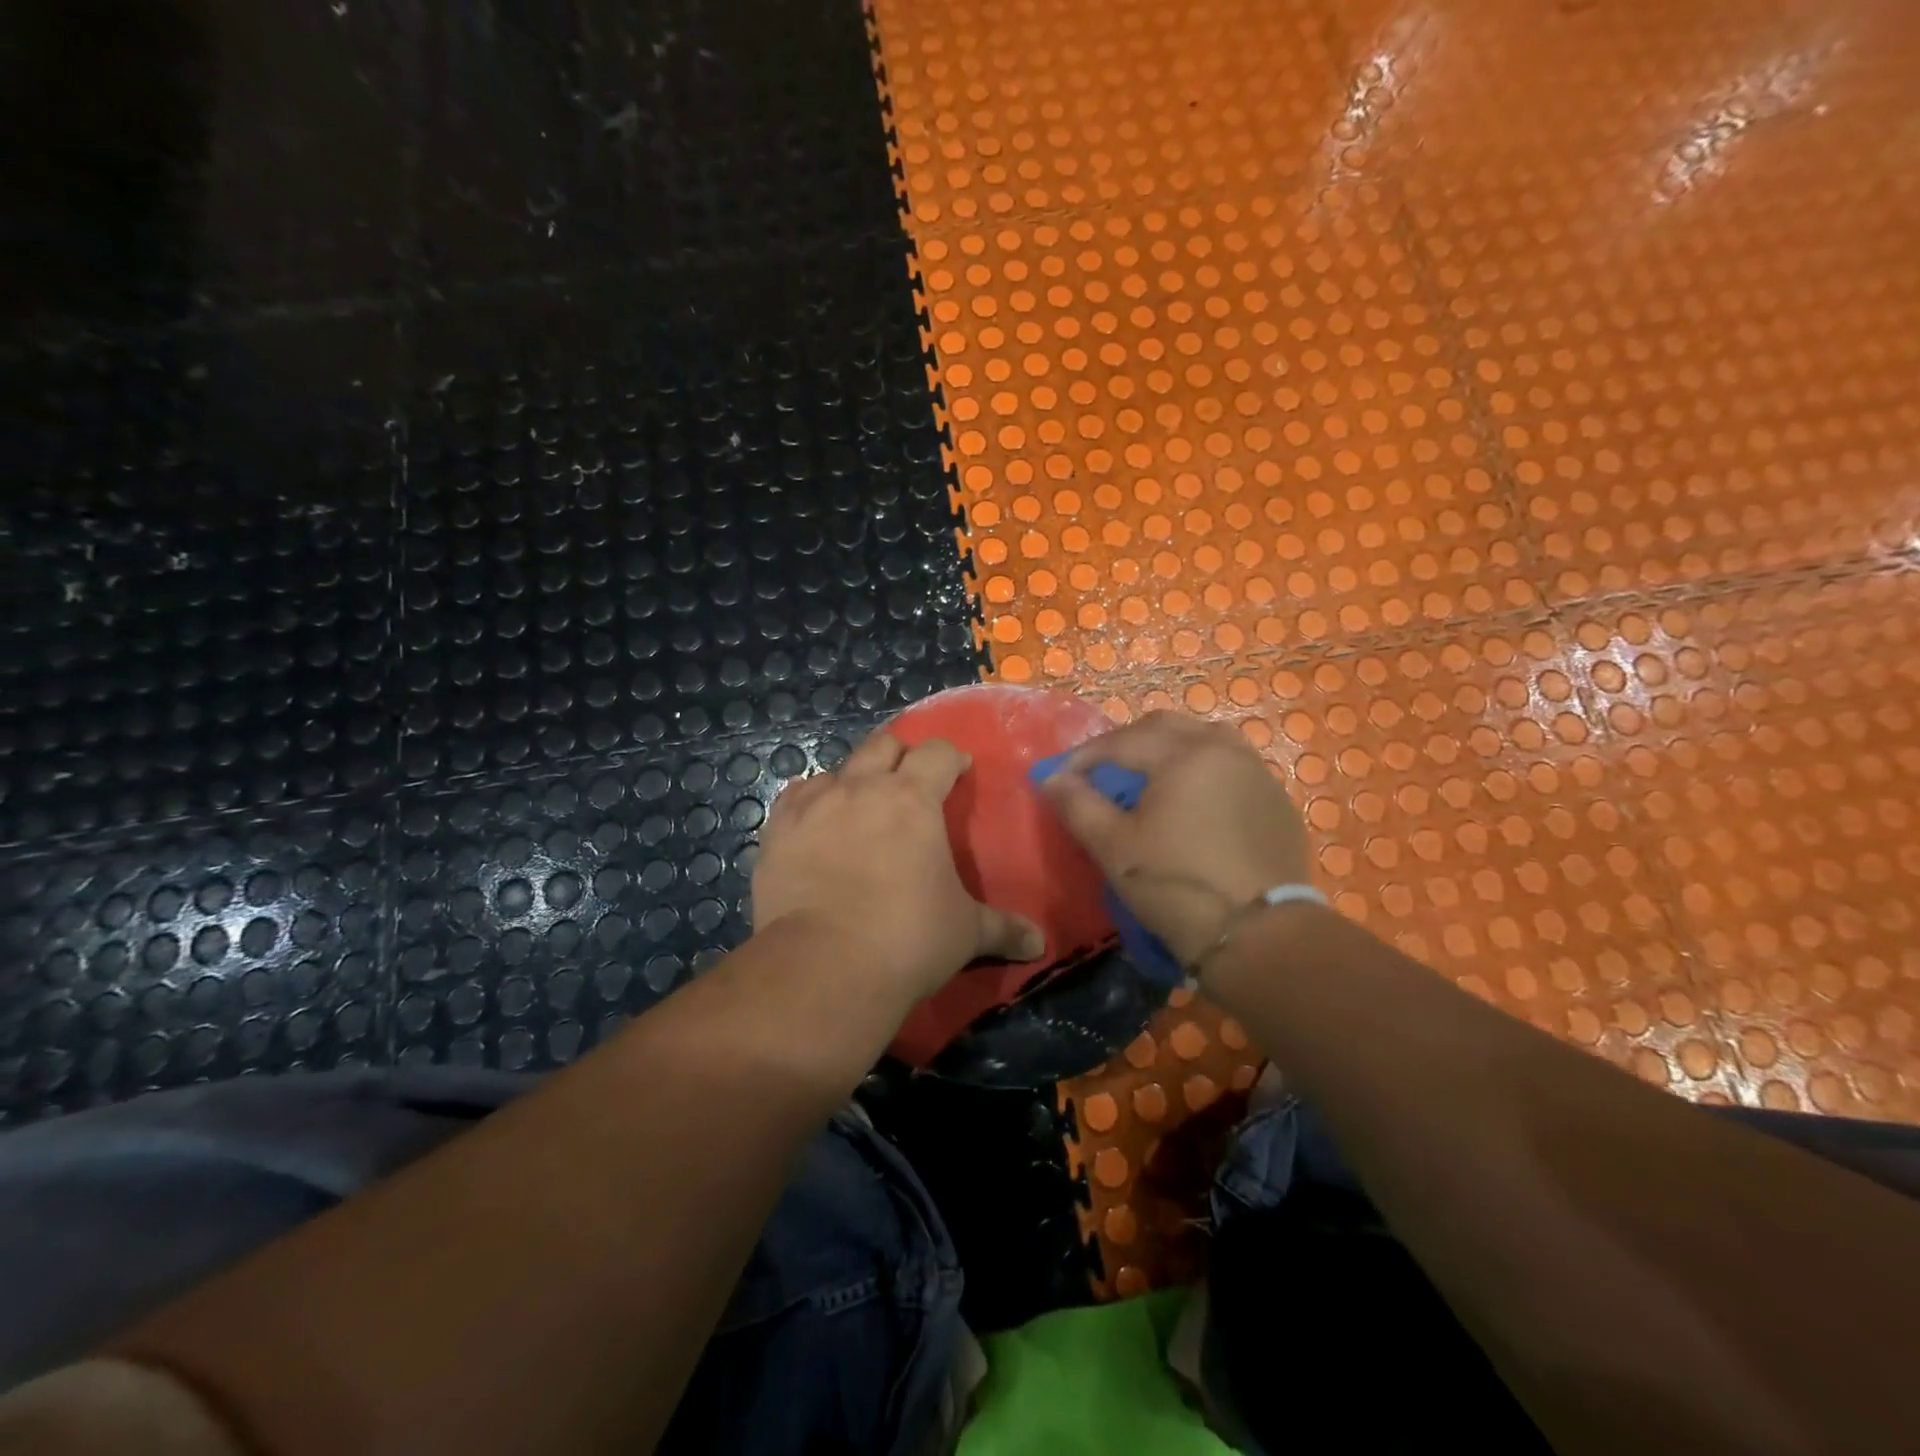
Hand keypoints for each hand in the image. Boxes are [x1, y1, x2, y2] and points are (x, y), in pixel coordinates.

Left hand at [752, 731, 1045, 1000]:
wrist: (825, 967)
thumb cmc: (908, 939)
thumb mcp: (966, 933)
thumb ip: (1004, 929)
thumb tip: (1040, 943)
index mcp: (913, 799)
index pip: (937, 752)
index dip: (950, 757)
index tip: (958, 770)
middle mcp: (862, 788)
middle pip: (883, 745)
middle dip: (901, 755)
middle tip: (910, 780)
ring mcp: (813, 806)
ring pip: (835, 769)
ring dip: (853, 780)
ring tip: (859, 807)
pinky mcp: (777, 832)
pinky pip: (794, 798)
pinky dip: (810, 803)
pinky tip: (815, 825)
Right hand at [1038, 710, 1312, 965]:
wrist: (1260, 937)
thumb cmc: (1177, 886)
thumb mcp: (1114, 848)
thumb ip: (1078, 805)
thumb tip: (1052, 778)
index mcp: (1183, 755)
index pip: (1120, 741)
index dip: (1084, 757)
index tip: (1059, 778)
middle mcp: (1223, 749)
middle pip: (1164, 727)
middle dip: (1126, 743)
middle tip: (1100, 771)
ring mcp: (1256, 772)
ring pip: (1203, 739)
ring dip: (1168, 749)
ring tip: (1147, 779)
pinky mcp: (1276, 800)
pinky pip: (1231, 765)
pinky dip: (1201, 769)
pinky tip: (1191, 801)